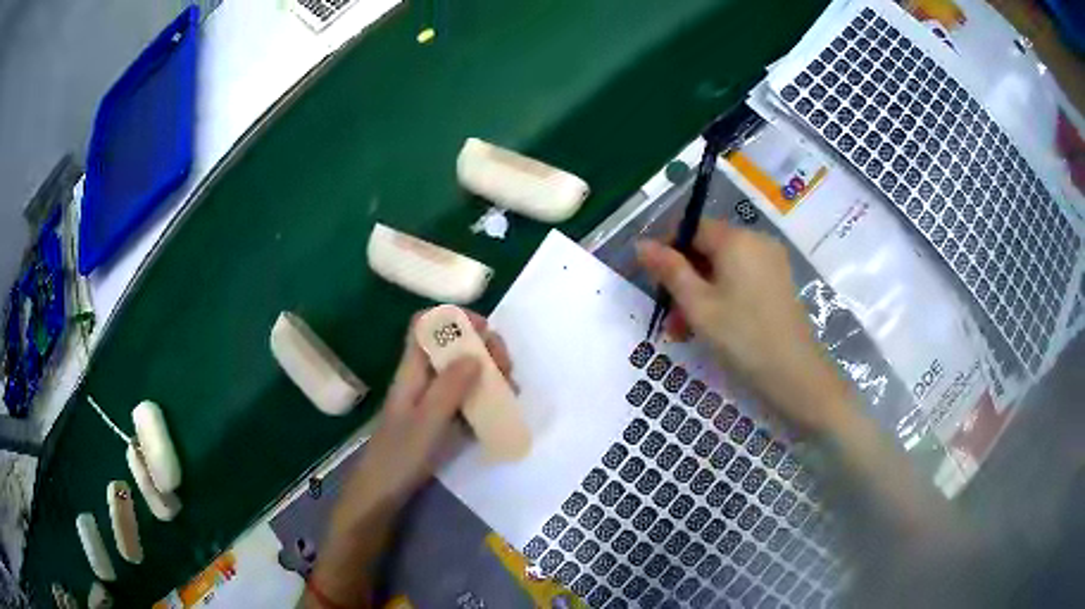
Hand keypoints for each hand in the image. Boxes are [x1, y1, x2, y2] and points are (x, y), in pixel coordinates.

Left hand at [307, 310, 511, 608]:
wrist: (384, 491)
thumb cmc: (401, 454)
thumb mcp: (428, 420)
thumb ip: (450, 386)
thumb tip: (476, 351)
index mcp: (412, 370)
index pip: (425, 324)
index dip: (454, 318)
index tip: (485, 330)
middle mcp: (423, 377)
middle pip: (452, 344)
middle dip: (482, 346)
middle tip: (505, 367)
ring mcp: (433, 398)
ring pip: (463, 369)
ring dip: (489, 370)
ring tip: (509, 388)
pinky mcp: (441, 417)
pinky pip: (467, 395)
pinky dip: (486, 393)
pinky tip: (502, 406)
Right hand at [637, 218, 851, 433]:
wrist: (795, 373)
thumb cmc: (742, 337)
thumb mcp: (697, 305)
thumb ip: (669, 270)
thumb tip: (641, 244)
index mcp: (736, 239)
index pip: (691, 227)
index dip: (667, 250)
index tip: (653, 282)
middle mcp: (756, 240)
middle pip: (708, 248)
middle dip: (683, 278)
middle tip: (669, 318)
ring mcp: (771, 261)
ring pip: (723, 267)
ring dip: (700, 292)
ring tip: (684, 331)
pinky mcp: (778, 281)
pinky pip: (741, 277)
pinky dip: (722, 295)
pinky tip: (711, 325)